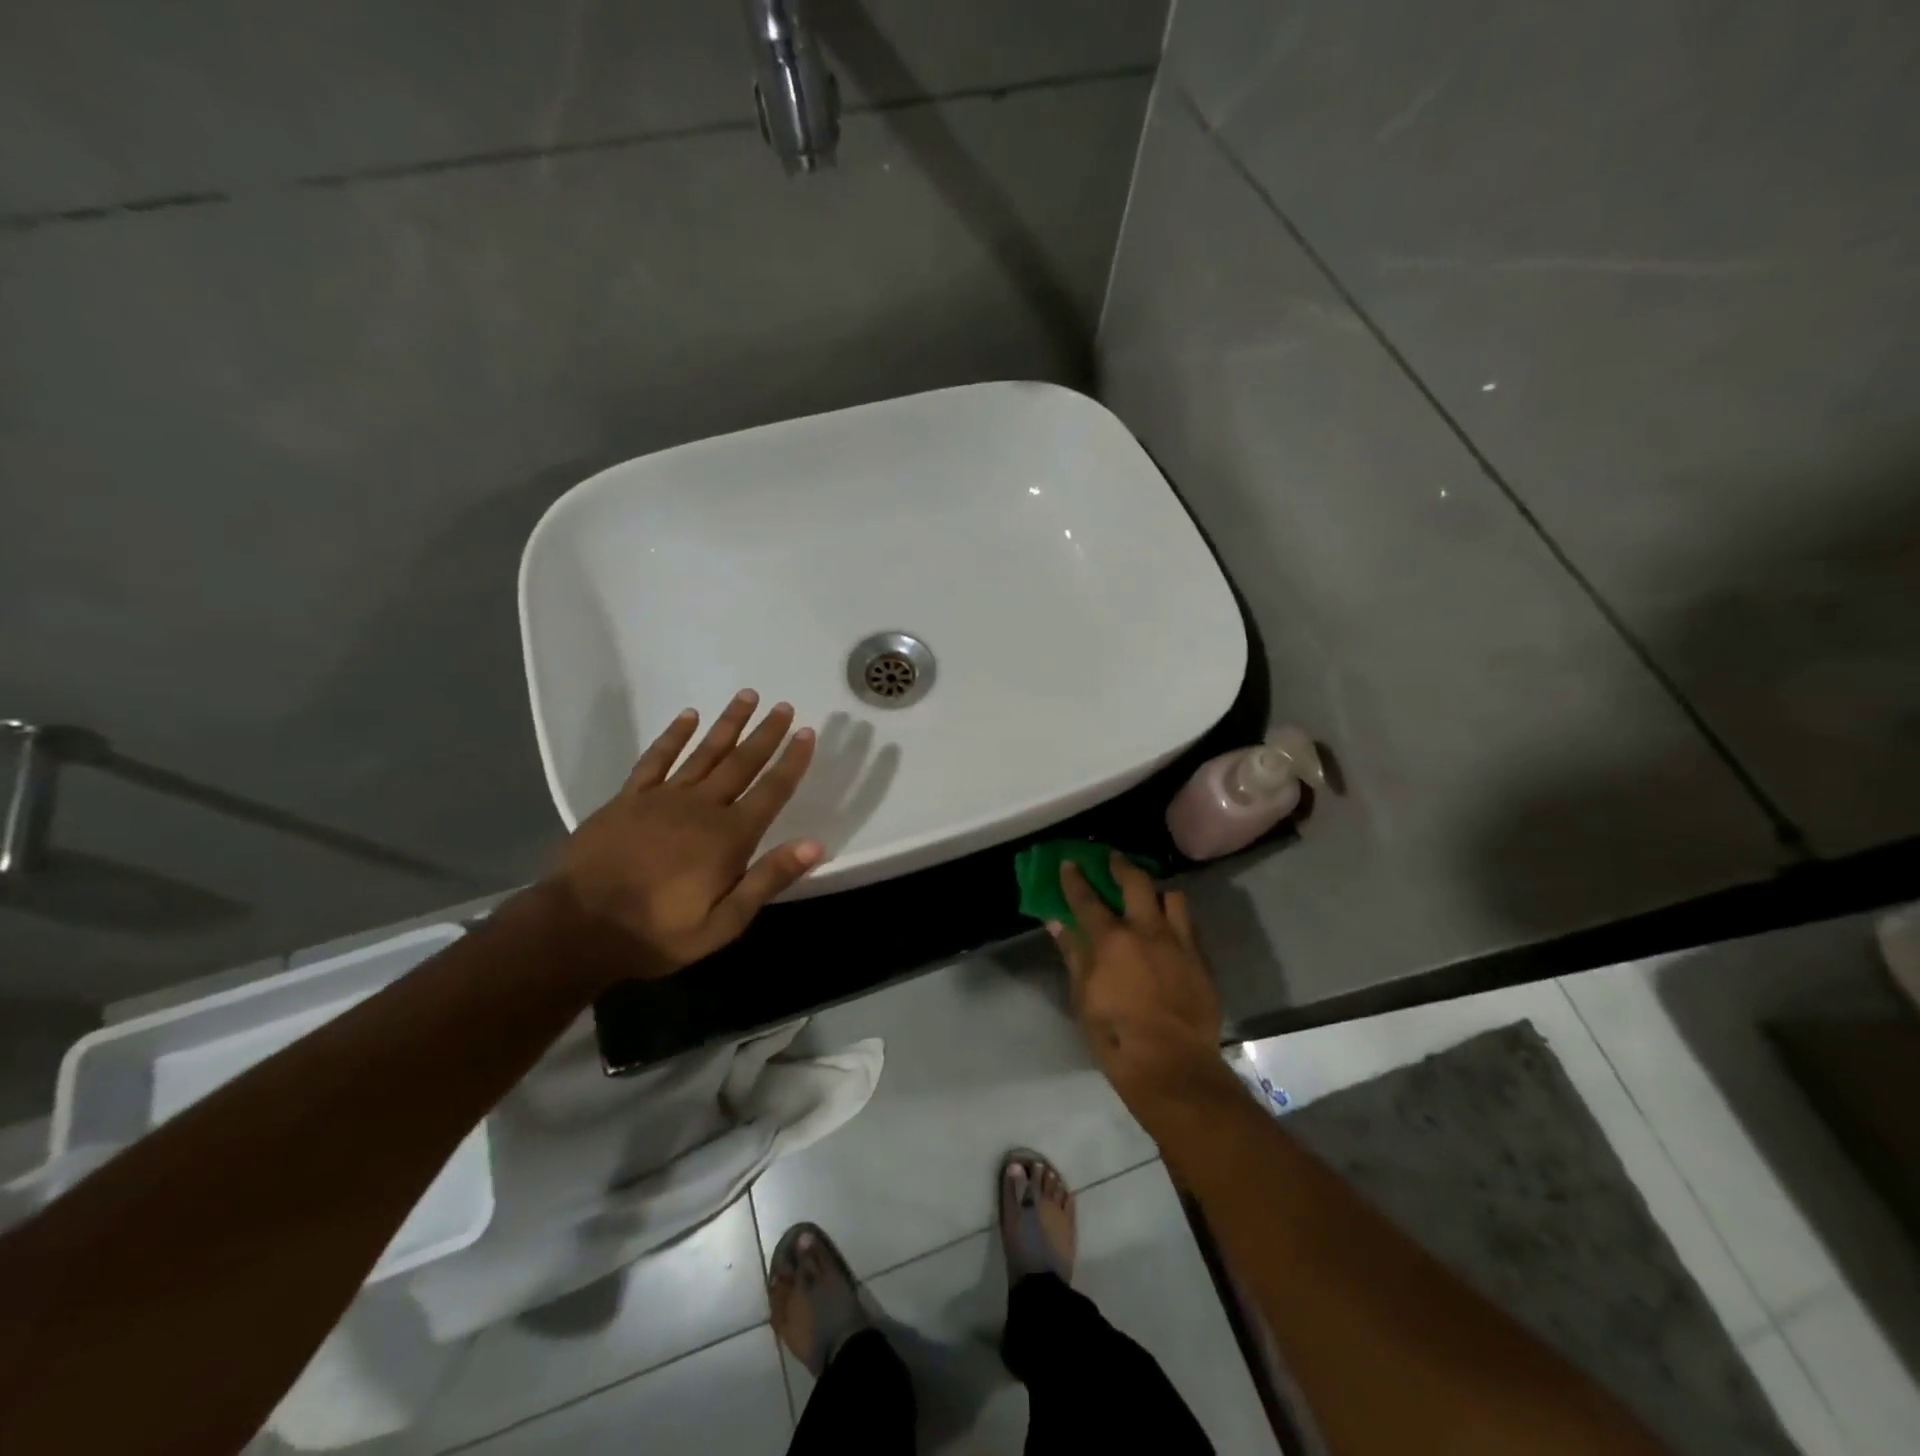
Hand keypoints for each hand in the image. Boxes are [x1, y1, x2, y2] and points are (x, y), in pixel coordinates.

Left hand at [546, 690, 820, 982]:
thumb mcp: (723, 923)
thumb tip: (815, 844)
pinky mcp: (629, 798)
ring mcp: (663, 798)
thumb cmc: (657, 933)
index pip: (771, 791)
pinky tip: (689, 716)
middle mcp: (702, 807)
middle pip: (742, 762)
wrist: (578, 928)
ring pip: (705, 752)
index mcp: (729, 837)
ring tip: (748, 696)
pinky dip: (674, 735)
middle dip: (766, 733)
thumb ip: (768, 880)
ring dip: (728, 723)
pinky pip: (657, 758)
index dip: (792, 761)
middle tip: (784, 705)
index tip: (807, 733)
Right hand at [1051, 854, 1224, 1102]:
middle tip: (1113, 859)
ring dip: (1157, 891)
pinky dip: (1177, 919)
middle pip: (1136, 882)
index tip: (1069, 862)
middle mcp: (1147, 931)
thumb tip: (1057, 923)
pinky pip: (1190, 926)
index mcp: (1111, 940)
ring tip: (1150, 894)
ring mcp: (1179, 943)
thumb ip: (1073, 954)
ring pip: (1172, 897)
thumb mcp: (1082, 997)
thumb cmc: (1115, 1035)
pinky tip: (1171, 928)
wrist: (1171, 1066)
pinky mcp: (1201, 961)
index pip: (1087, 898)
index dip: (1075, 878)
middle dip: (1121, 865)